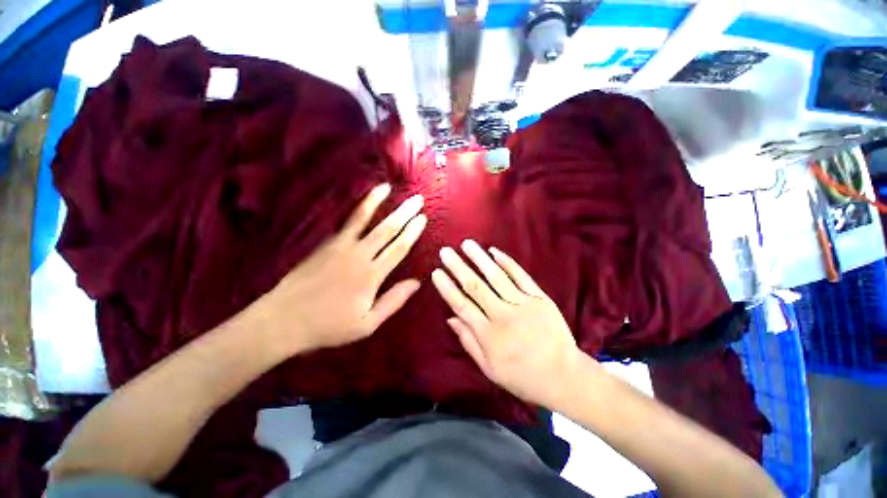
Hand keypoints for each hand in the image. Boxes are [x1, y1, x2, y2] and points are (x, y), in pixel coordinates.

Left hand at [250, 184, 426, 354]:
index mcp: (371, 275)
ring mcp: (339, 247)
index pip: (398, 248)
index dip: (412, 232)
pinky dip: (357, 210)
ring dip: (377, 202)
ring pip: (363, 219)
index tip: (423, 218)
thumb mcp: (367, 324)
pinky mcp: (325, 245)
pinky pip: (346, 223)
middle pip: (386, 229)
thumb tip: (416, 282)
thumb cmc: (329, 326)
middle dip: (404, 213)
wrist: (284, 321)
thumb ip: (393, 301)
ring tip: (387, 187)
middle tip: (417, 199)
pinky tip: (363, 202)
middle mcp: (358, 256)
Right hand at [431, 240, 590, 408]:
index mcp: (489, 335)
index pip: (462, 306)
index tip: (436, 272)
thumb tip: (450, 318)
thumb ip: (468, 341)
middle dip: (458, 267)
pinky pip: (521, 276)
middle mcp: (503, 315)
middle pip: (475, 287)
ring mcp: (523, 304)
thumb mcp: (489, 368)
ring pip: (496, 277)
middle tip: (445, 251)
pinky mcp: (539, 298)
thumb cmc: (522, 376)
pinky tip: (494, 251)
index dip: (447, 288)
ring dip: (479, 258)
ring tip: (466, 244)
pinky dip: (507, 262)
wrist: (563, 376)